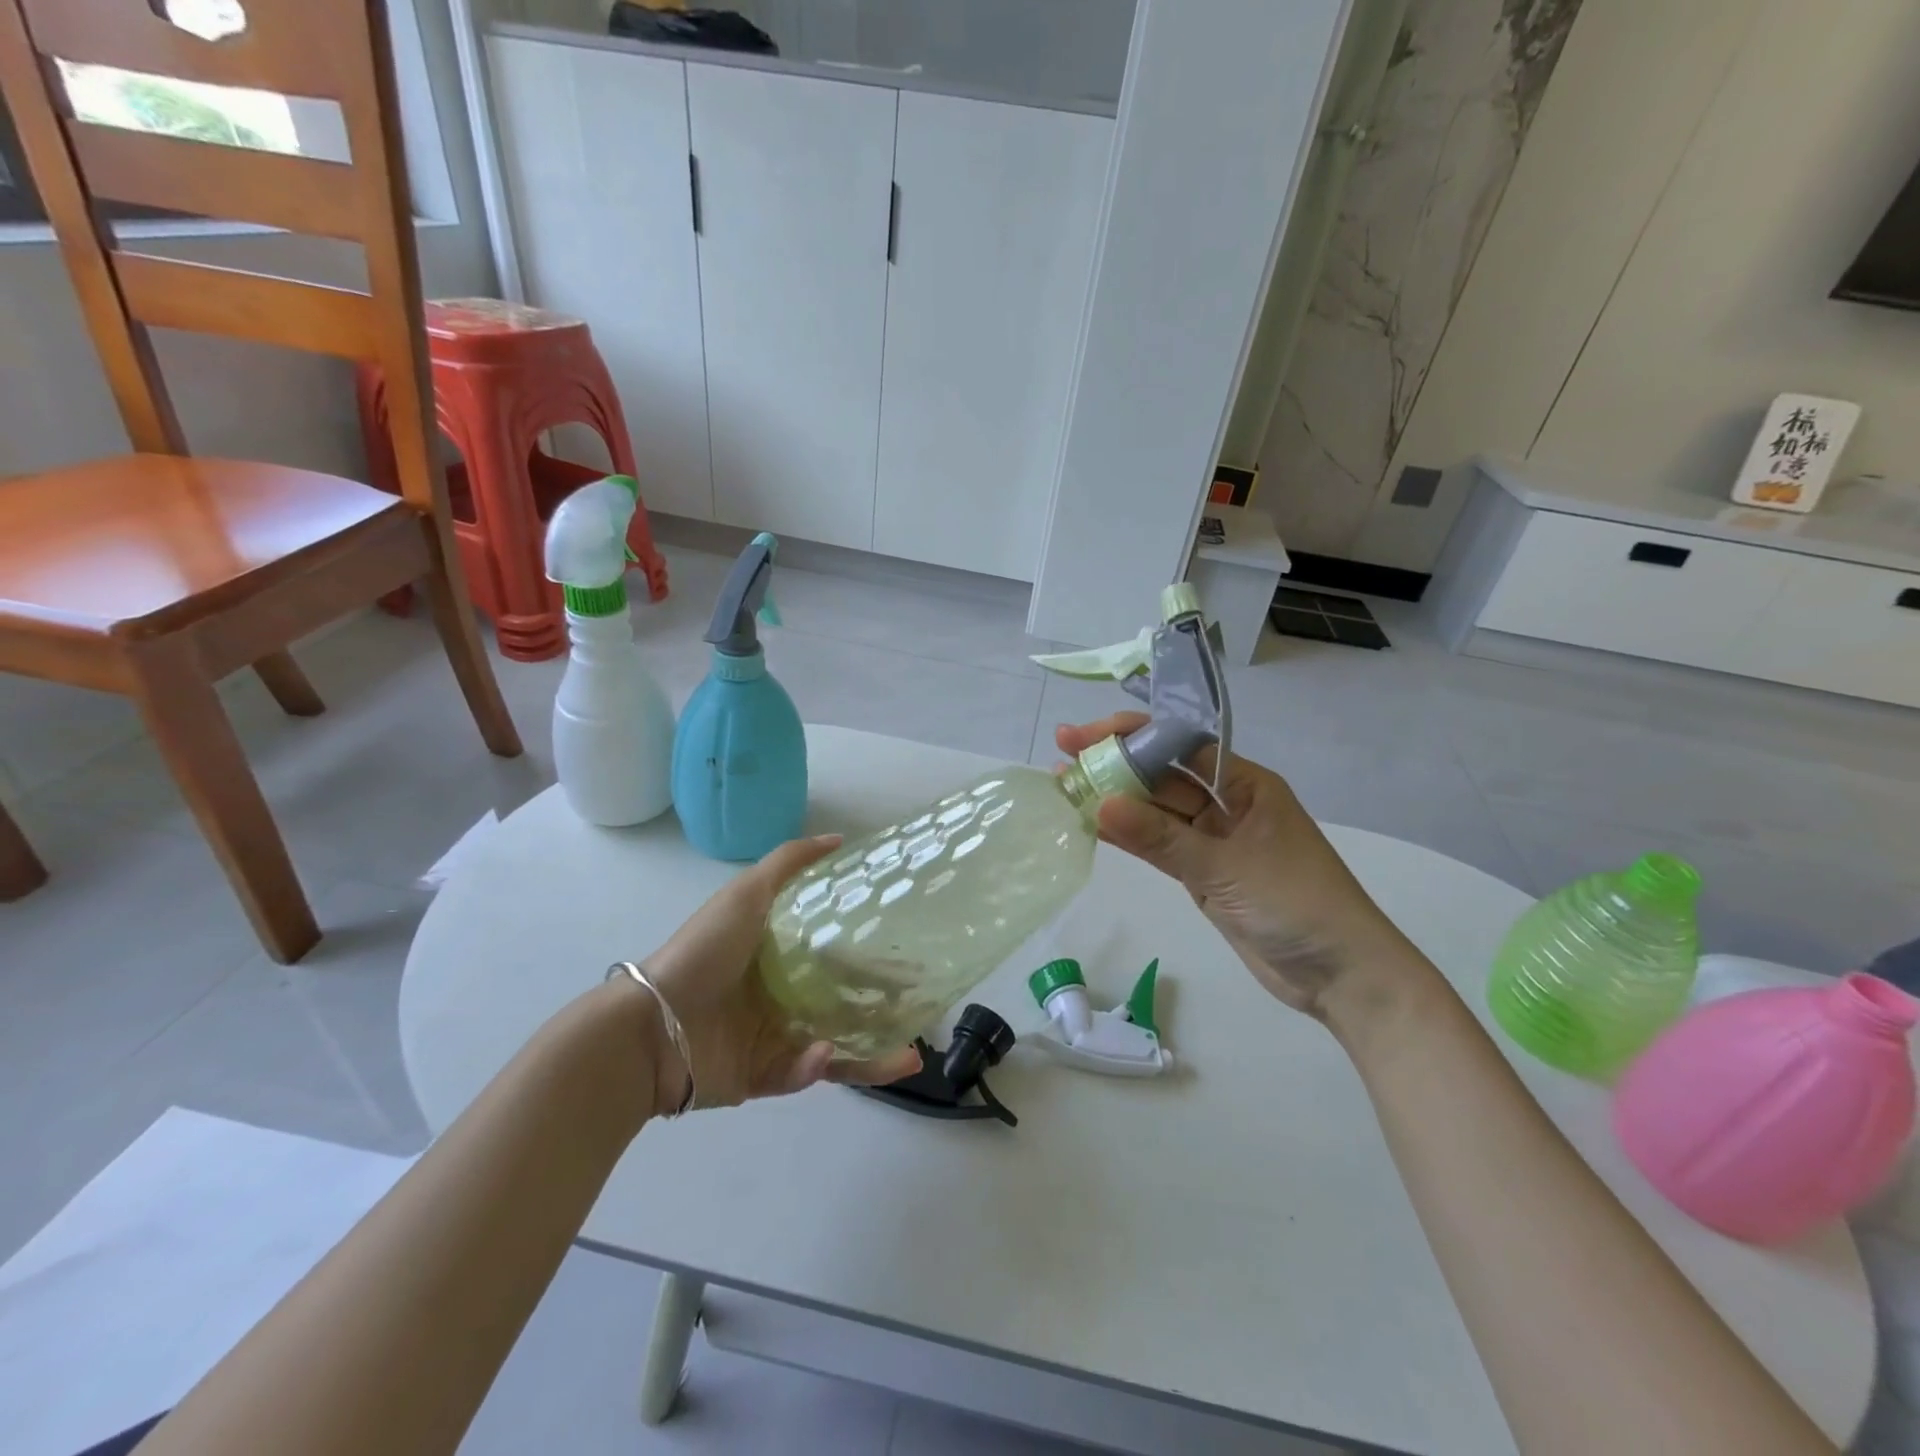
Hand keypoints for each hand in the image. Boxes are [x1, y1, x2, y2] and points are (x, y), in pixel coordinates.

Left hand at [636, 835, 920, 1111]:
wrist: (651, 1025)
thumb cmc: (704, 952)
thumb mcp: (747, 892)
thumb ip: (790, 862)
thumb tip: (840, 839)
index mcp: (781, 955)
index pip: (838, 954)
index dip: (874, 955)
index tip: (910, 952)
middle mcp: (783, 995)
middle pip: (845, 1002)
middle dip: (884, 1010)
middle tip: (921, 1012)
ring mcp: (774, 1037)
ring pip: (837, 1045)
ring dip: (873, 1054)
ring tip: (909, 1056)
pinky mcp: (764, 1076)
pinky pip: (802, 1073)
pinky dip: (817, 1065)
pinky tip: (824, 1053)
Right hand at [1057, 715, 1429, 1022]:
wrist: (1340, 974)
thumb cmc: (1295, 903)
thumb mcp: (1225, 866)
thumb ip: (1161, 838)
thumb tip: (1101, 806)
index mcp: (1245, 784)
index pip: (1179, 745)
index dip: (1130, 736)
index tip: (1083, 736)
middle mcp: (1226, 804)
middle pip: (1162, 775)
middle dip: (1114, 765)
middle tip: (1061, 756)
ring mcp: (1214, 840)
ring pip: (1155, 811)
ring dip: (1114, 801)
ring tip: (1065, 788)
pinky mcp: (1204, 874)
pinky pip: (1159, 846)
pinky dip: (1128, 838)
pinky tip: (1092, 825)